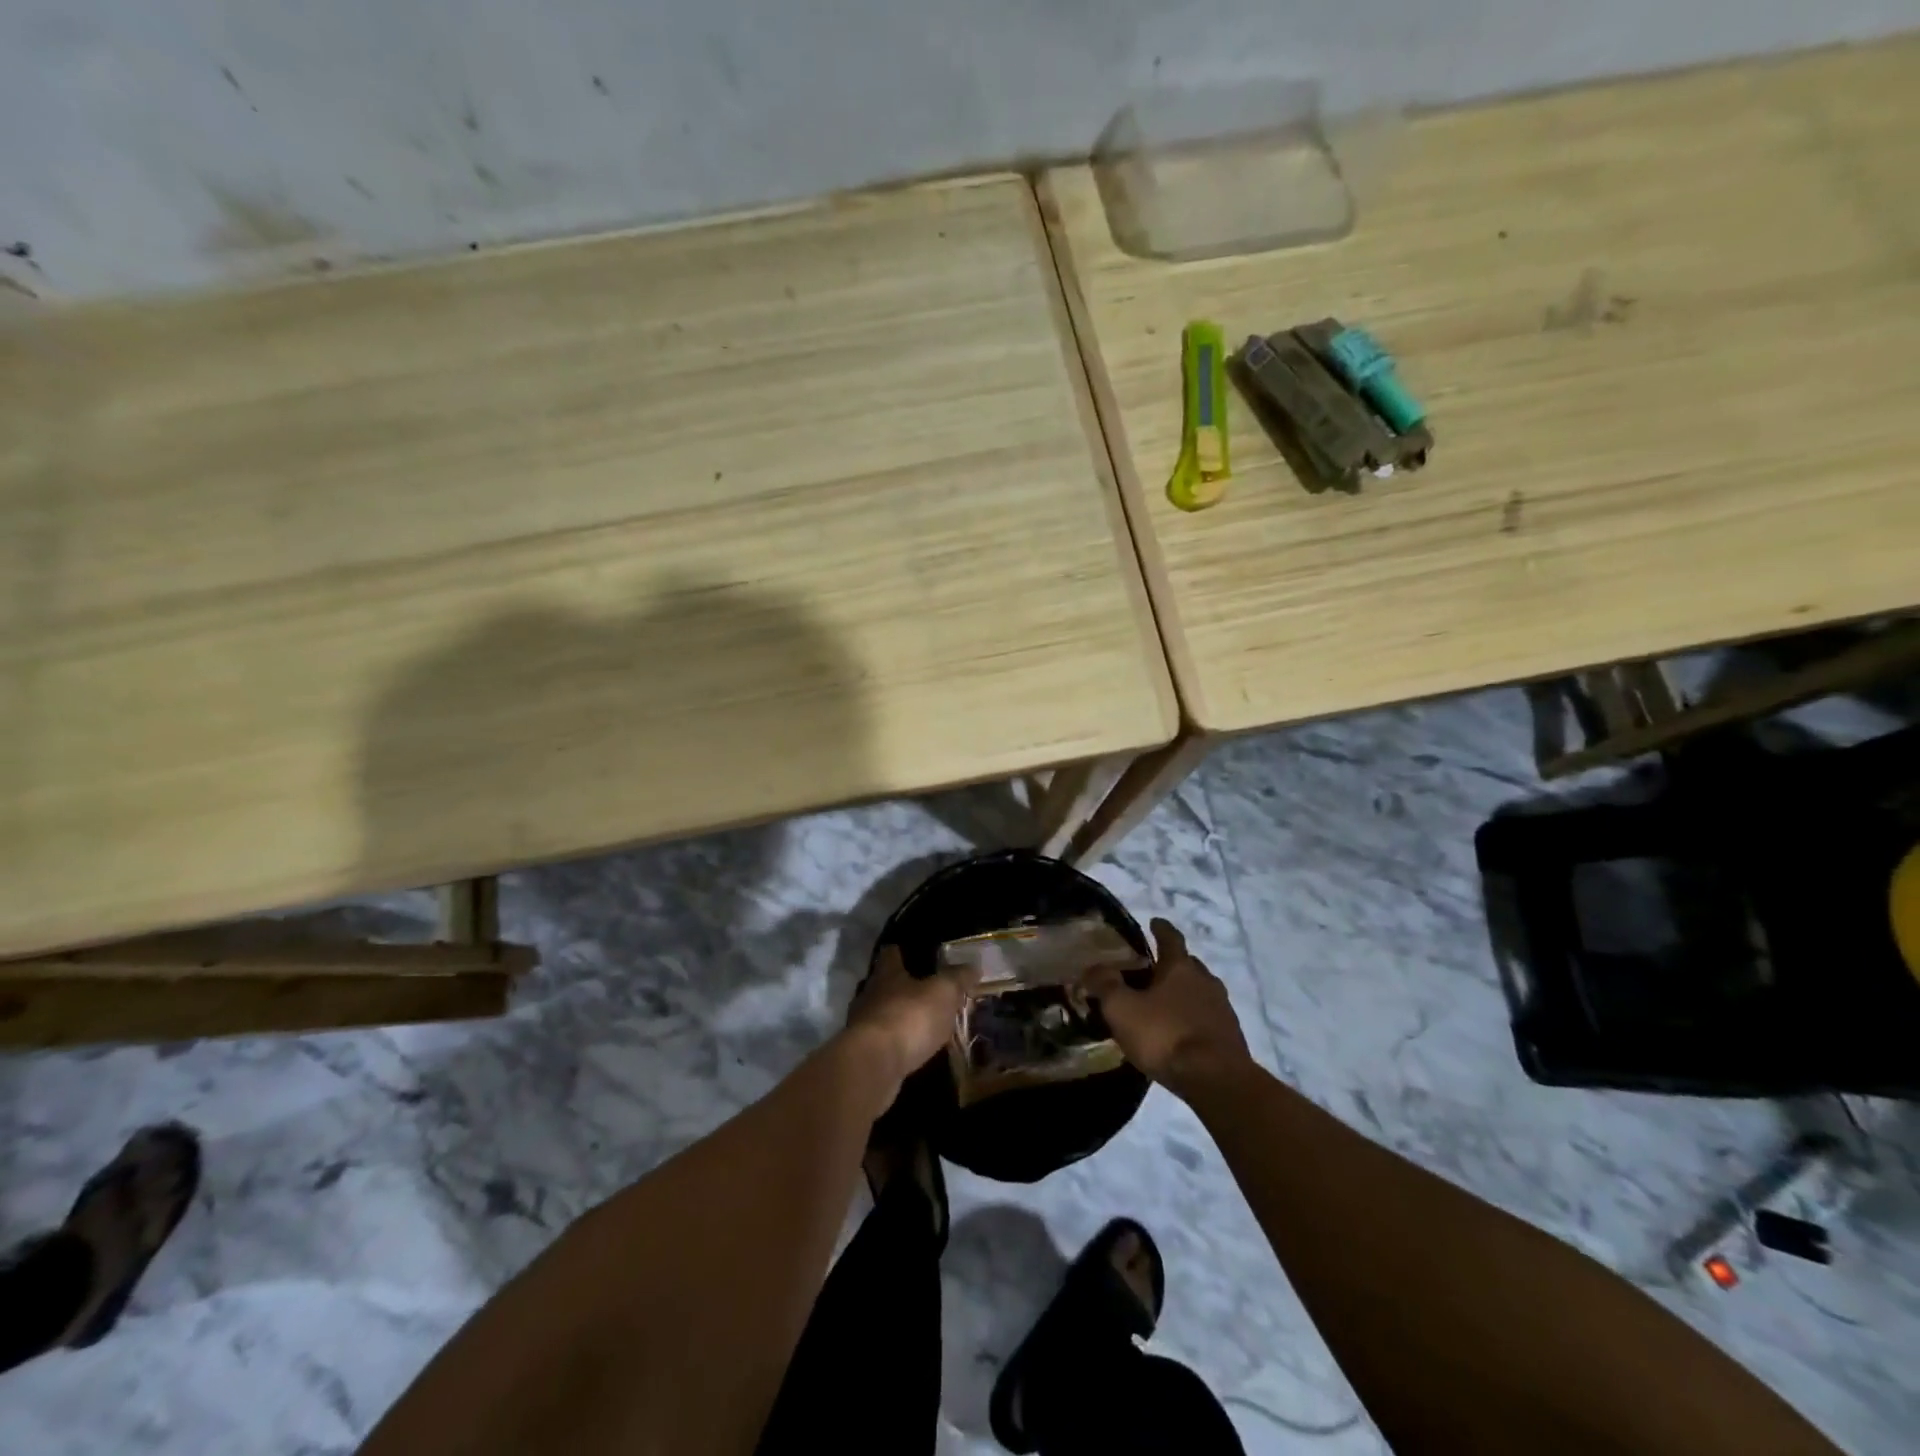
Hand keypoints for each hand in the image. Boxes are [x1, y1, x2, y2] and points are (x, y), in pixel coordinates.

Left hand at [843, 945, 973, 1092]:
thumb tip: (973, 965)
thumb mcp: (943, 993)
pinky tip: (911, 1051)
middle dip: (901, 988)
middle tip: (924, 992)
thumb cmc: (909, 1017)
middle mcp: (869, 995)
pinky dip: (895, 1045)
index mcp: (886, 974)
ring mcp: (862, 1026)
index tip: (909, 952)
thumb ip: (957, 978)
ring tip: (921, 1025)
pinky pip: (882, 1043)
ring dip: (898, 1018)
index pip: (890, 954)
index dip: (900, 952)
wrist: (873, 1065)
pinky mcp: (863, 1055)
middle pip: (883, 985)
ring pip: (881, 1014)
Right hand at [1083, 919, 1252, 1100]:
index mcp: (1180, 967)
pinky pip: (1208, 1017)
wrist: (1217, 1080)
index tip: (1155, 922)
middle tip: (1154, 969)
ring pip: (1201, 991)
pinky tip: (1182, 1032)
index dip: (1161, 929)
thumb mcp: (1123, 1009)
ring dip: (1186, 993)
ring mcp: (1222, 1009)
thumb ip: (1105, 985)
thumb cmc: (1165, 1036)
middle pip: (1189, 964)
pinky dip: (1194, 1018)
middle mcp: (1205, 981)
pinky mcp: (1231, 1037)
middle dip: (1173, 963)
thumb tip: (1091, 967)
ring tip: (1166, 1004)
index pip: (1170, 938)